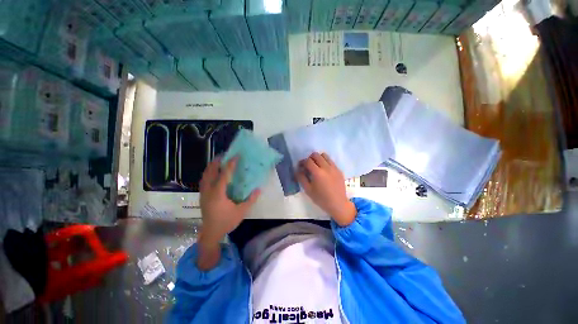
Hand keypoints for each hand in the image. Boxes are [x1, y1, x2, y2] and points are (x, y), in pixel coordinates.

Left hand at [197, 157, 259, 269]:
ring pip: (205, 175)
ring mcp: (203, 193)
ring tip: (219, 161)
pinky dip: (208, 173)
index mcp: (218, 194)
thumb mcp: (241, 212)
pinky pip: (204, 180)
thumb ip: (250, 200)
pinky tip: (214, 173)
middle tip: (225, 155)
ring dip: (211, 166)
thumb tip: (259, 189)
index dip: (230, 164)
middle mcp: (208, 191)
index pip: (224, 175)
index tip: (235, 156)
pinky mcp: (202, 196)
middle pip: (210, 172)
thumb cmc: (226, 222)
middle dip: (216, 162)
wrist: (211, 233)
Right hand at [296, 152, 356, 226]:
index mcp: (318, 173)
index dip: (302, 162)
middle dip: (310, 158)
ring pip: (324, 155)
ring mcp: (334, 168)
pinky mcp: (339, 170)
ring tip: (316, 166)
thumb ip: (301, 178)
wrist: (338, 204)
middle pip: (316, 155)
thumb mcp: (308, 190)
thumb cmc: (321, 199)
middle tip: (308, 165)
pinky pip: (331, 161)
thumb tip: (298, 170)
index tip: (300, 166)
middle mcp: (326, 167)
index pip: (308, 161)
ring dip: (318, 158)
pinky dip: (325, 162)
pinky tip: (324, 171)